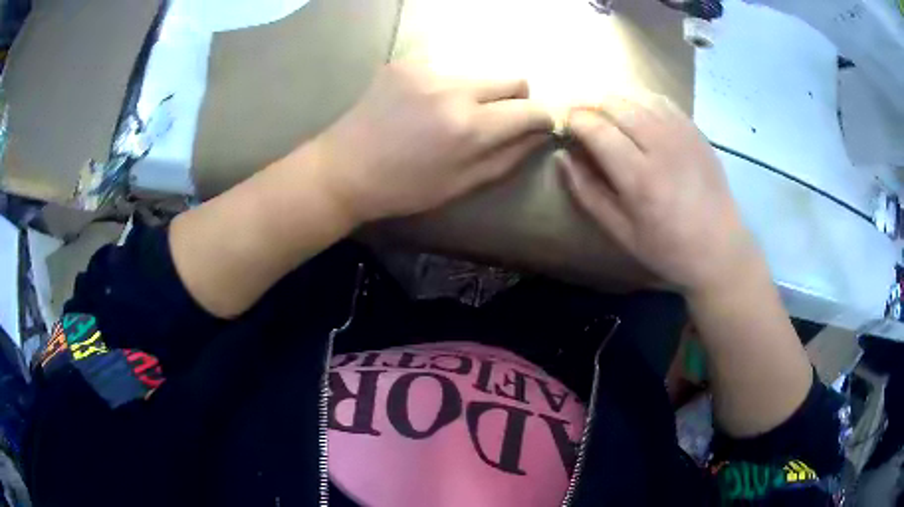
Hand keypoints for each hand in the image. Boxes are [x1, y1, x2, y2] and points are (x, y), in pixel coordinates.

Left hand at [299, 62, 552, 222]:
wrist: (344, 169)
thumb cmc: (404, 187)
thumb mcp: (462, 183)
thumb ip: (509, 156)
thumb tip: (540, 134)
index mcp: (469, 126)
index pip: (530, 108)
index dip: (542, 118)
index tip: (538, 126)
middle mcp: (453, 88)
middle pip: (512, 78)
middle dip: (516, 99)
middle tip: (497, 120)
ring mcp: (427, 69)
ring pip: (480, 71)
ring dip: (481, 91)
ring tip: (454, 114)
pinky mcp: (406, 62)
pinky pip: (447, 67)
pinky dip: (448, 84)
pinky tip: (426, 104)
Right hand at [560, 95, 761, 294]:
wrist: (719, 248)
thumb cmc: (667, 247)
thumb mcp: (619, 231)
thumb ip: (587, 192)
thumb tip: (563, 156)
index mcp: (640, 177)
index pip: (596, 128)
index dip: (574, 121)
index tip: (565, 126)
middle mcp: (661, 146)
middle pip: (615, 104)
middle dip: (589, 104)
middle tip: (579, 118)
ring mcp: (681, 133)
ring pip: (636, 96)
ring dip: (612, 99)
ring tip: (603, 113)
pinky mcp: (695, 130)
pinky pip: (659, 100)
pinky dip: (638, 99)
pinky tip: (633, 111)